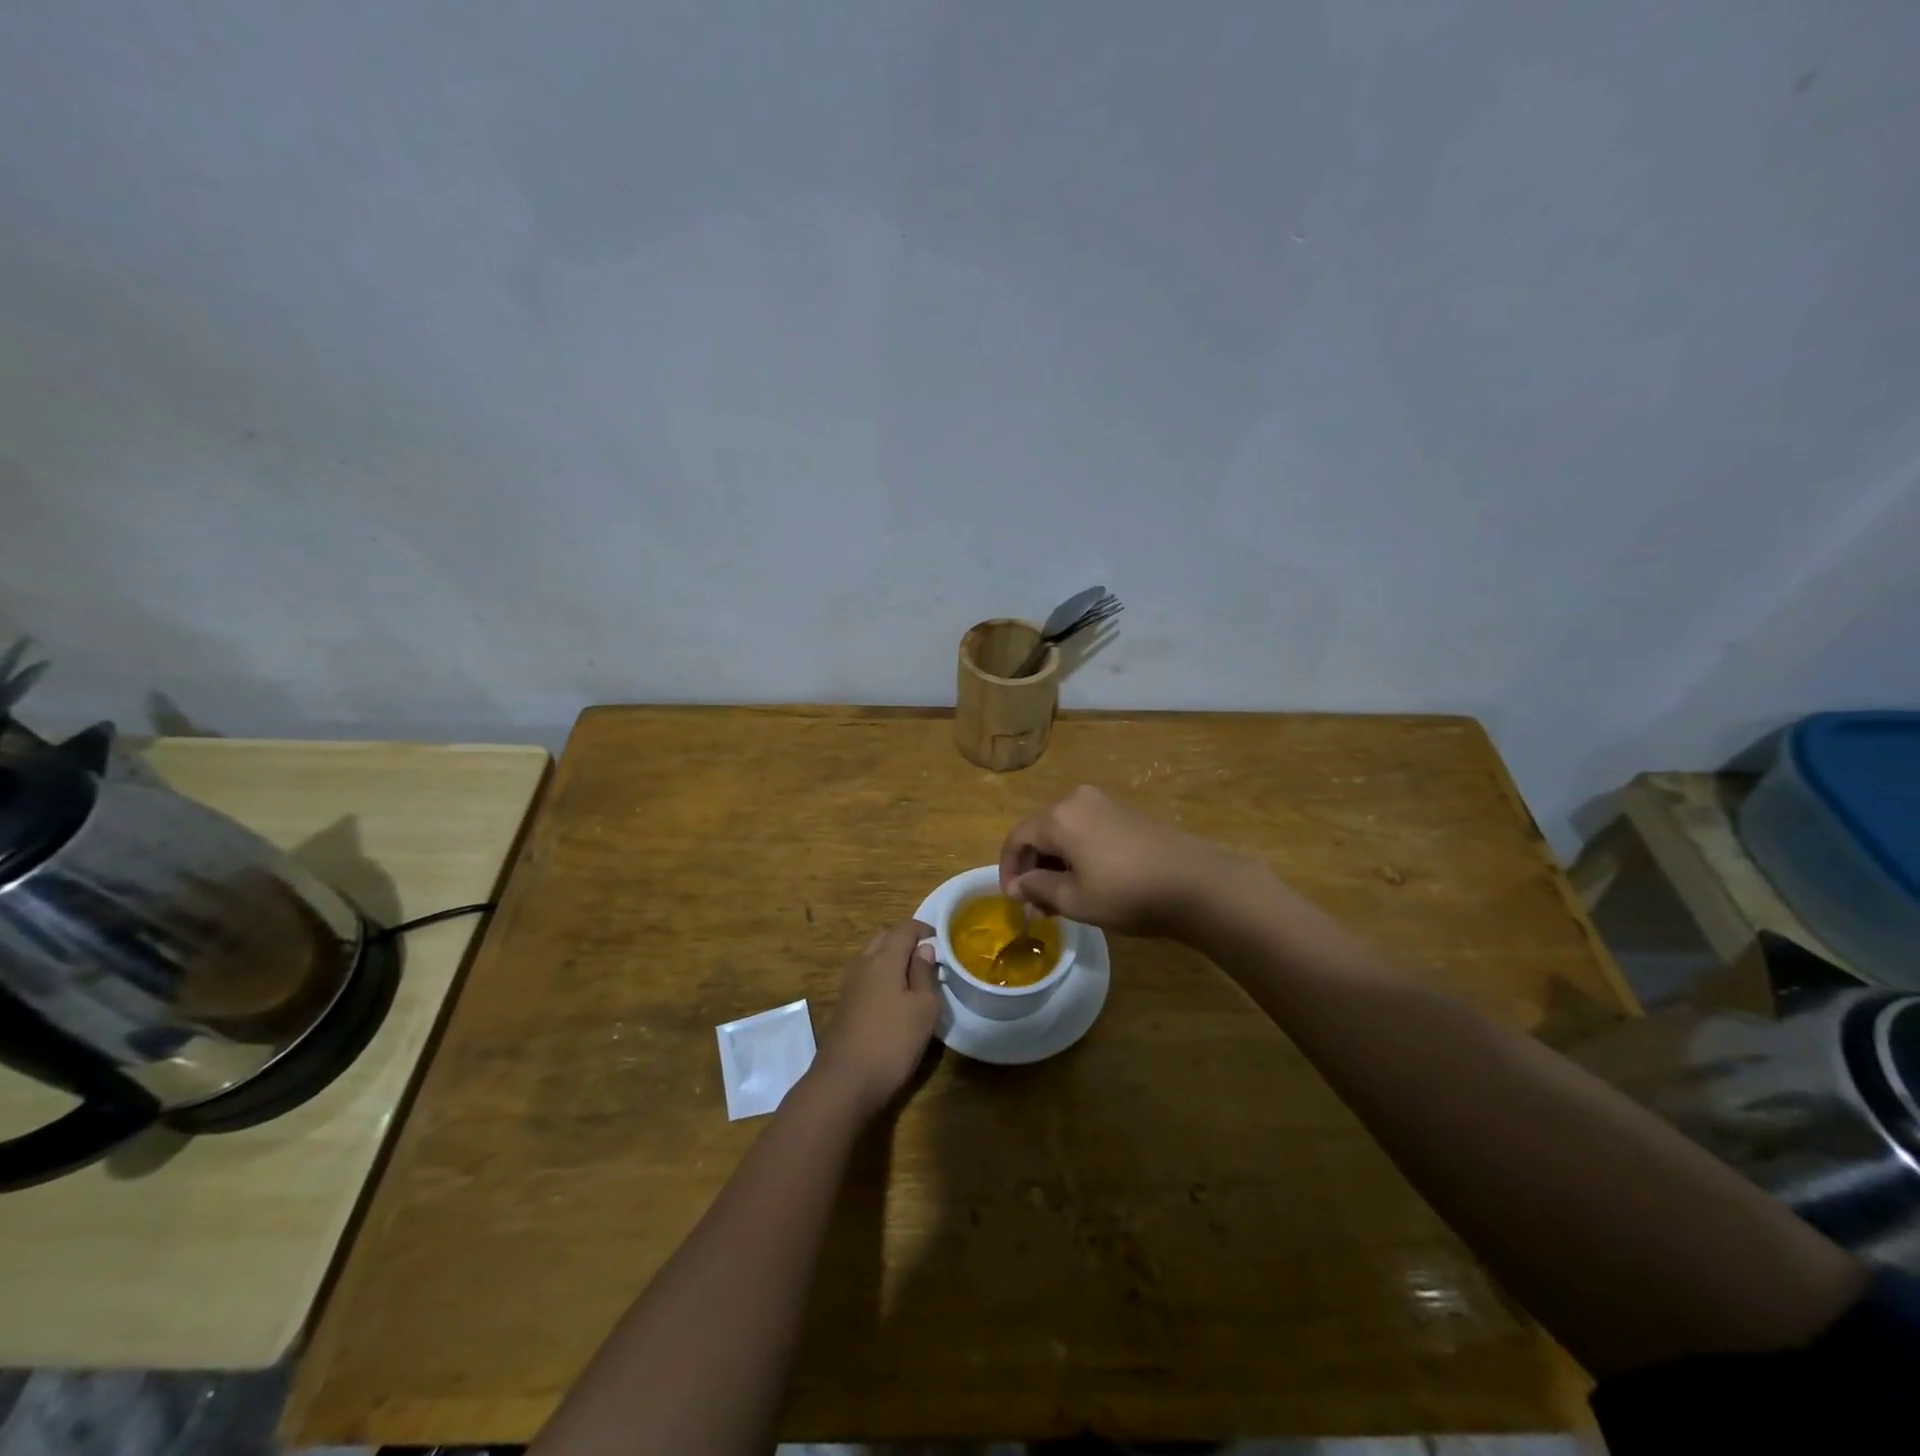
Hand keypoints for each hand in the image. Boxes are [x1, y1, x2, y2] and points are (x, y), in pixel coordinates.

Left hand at [812, 919, 940, 1117]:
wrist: (844, 1082)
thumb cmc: (892, 1041)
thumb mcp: (924, 1008)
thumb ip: (925, 974)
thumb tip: (924, 949)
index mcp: (884, 959)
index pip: (905, 929)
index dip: (924, 929)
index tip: (942, 941)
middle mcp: (863, 964)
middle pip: (885, 938)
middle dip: (906, 940)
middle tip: (929, 956)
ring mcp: (850, 985)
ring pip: (873, 957)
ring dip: (893, 958)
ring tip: (915, 976)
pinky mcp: (845, 1005)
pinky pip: (867, 977)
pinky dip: (882, 976)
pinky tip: (895, 997)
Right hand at [998, 785, 1245, 937]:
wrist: (1196, 884)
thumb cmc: (1127, 894)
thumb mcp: (1074, 900)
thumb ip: (1038, 888)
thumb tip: (1019, 884)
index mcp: (1058, 817)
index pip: (1016, 838)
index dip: (1008, 870)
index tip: (1014, 900)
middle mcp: (1077, 800)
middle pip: (1040, 832)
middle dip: (1033, 868)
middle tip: (1037, 905)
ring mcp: (1104, 803)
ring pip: (1064, 832)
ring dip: (1055, 863)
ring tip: (1061, 899)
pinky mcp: (1126, 813)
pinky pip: (1086, 829)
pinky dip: (1077, 853)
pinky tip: (1087, 881)